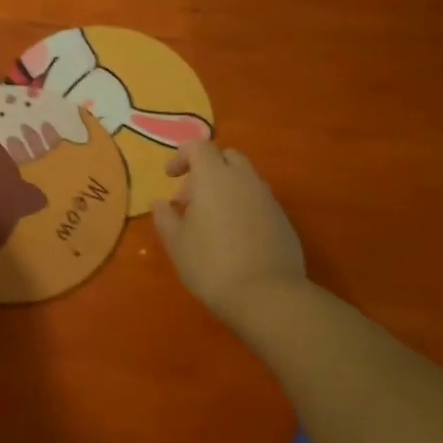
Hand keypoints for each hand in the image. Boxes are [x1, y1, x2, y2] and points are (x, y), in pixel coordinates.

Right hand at [152, 141, 304, 320]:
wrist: (267, 295)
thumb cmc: (211, 264)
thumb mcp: (177, 243)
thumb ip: (165, 217)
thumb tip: (159, 203)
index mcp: (214, 177)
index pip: (198, 147)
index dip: (181, 156)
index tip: (169, 177)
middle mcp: (244, 179)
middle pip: (226, 157)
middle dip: (206, 169)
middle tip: (190, 199)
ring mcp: (268, 198)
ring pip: (245, 179)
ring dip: (226, 188)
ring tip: (212, 221)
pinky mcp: (283, 220)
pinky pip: (259, 200)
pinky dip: (244, 206)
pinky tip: (235, 237)